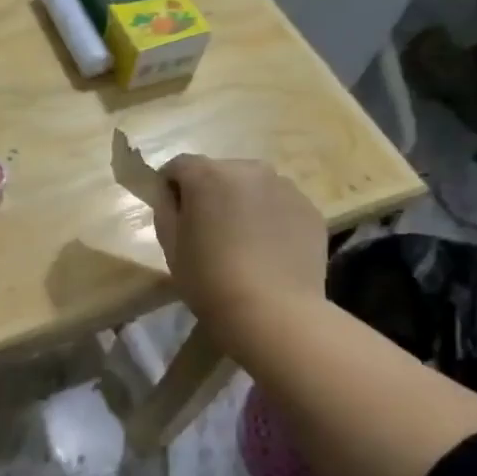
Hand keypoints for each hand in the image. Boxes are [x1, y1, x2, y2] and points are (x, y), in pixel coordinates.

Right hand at [153, 156, 326, 350]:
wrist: (272, 310)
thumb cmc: (208, 278)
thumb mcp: (170, 244)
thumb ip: (165, 209)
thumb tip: (171, 195)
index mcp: (208, 175)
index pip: (179, 165)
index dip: (169, 186)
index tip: (171, 212)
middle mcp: (249, 169)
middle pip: (219, 171)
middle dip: (209, 192)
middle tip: (206, 229)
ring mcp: (285, 187)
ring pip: (253, 186)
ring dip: (241, 203)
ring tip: (240, 241)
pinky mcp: (310, 209)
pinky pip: (279, 204)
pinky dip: (269, 218)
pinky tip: (266, 250)